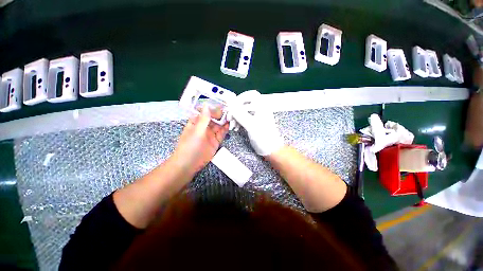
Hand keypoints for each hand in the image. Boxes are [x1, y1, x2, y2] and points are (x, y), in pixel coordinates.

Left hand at [172, 104, 228, 174]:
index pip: (204, 112)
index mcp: (196, 122)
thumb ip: (203, 119)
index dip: (212, 108)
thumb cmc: (189, 147)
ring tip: (231, 116)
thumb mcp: (196, 132)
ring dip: (224, 121)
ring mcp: (210, 134)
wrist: (189, 165)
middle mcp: (203, 127)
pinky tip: (229, 125)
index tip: (220, 104)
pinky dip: (225, 129)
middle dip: (220, 114)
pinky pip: (221, 133)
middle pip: (213, 118)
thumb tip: (207, 105)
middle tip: (228, 110)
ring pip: (218, 125)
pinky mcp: (215, 141)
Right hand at [227, 90, 283, 155]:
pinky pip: (244, 118)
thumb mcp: (250, 124)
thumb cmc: (263, 137)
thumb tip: (230, 102)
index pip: (250, 95)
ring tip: (232, 126)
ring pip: (243, 112)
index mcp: (262, 106)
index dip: (240, 99)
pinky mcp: (254, 122)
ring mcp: (257, 116)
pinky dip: (238, 122)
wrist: (270, 149)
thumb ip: (239, 113)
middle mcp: (260, 109)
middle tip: (229, 118)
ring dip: (236, 117)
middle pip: (245, 104)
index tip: (231, 107)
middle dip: (236, 110)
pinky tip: (236, 128)